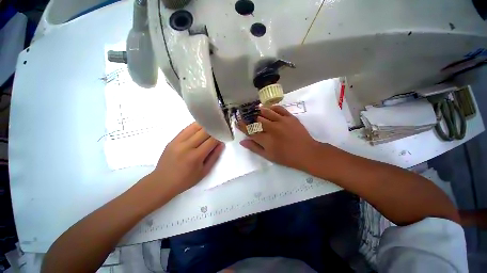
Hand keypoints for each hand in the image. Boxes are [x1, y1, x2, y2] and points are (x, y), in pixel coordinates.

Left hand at [150, 122, 224, 194]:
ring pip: (195, 127)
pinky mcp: (172, 140)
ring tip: (210, 127)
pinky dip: (195, 127)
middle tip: (218, 130)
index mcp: (195, 156)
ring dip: (205, 126)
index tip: (223, 135)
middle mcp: (186, 146)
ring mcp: (178, 142)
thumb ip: (214, 157)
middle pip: (204, 131)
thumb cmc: (186, 180)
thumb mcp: (204, 172)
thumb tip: (221, 144)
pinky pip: (186, 129)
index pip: (211, 140)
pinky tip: (200, 128)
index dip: (219, 136)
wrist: (162, 182)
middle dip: (213, 129)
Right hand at [237, 105, 323, 171]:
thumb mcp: (268, 156)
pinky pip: (279, 108)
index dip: (242, 126)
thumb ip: (254, 148)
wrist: (307, 153)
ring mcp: (281, 121)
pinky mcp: (290, 117)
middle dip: (250, 118)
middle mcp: (271, 128)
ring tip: (255, 110)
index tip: (238, 122)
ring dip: (259, 111)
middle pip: (256, 120)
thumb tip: (242, 141)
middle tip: (247, 116)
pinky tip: (269, 108)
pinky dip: (272, 107)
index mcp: (265, 139)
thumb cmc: (286, 157)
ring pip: (266, 112)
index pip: (250, 130)